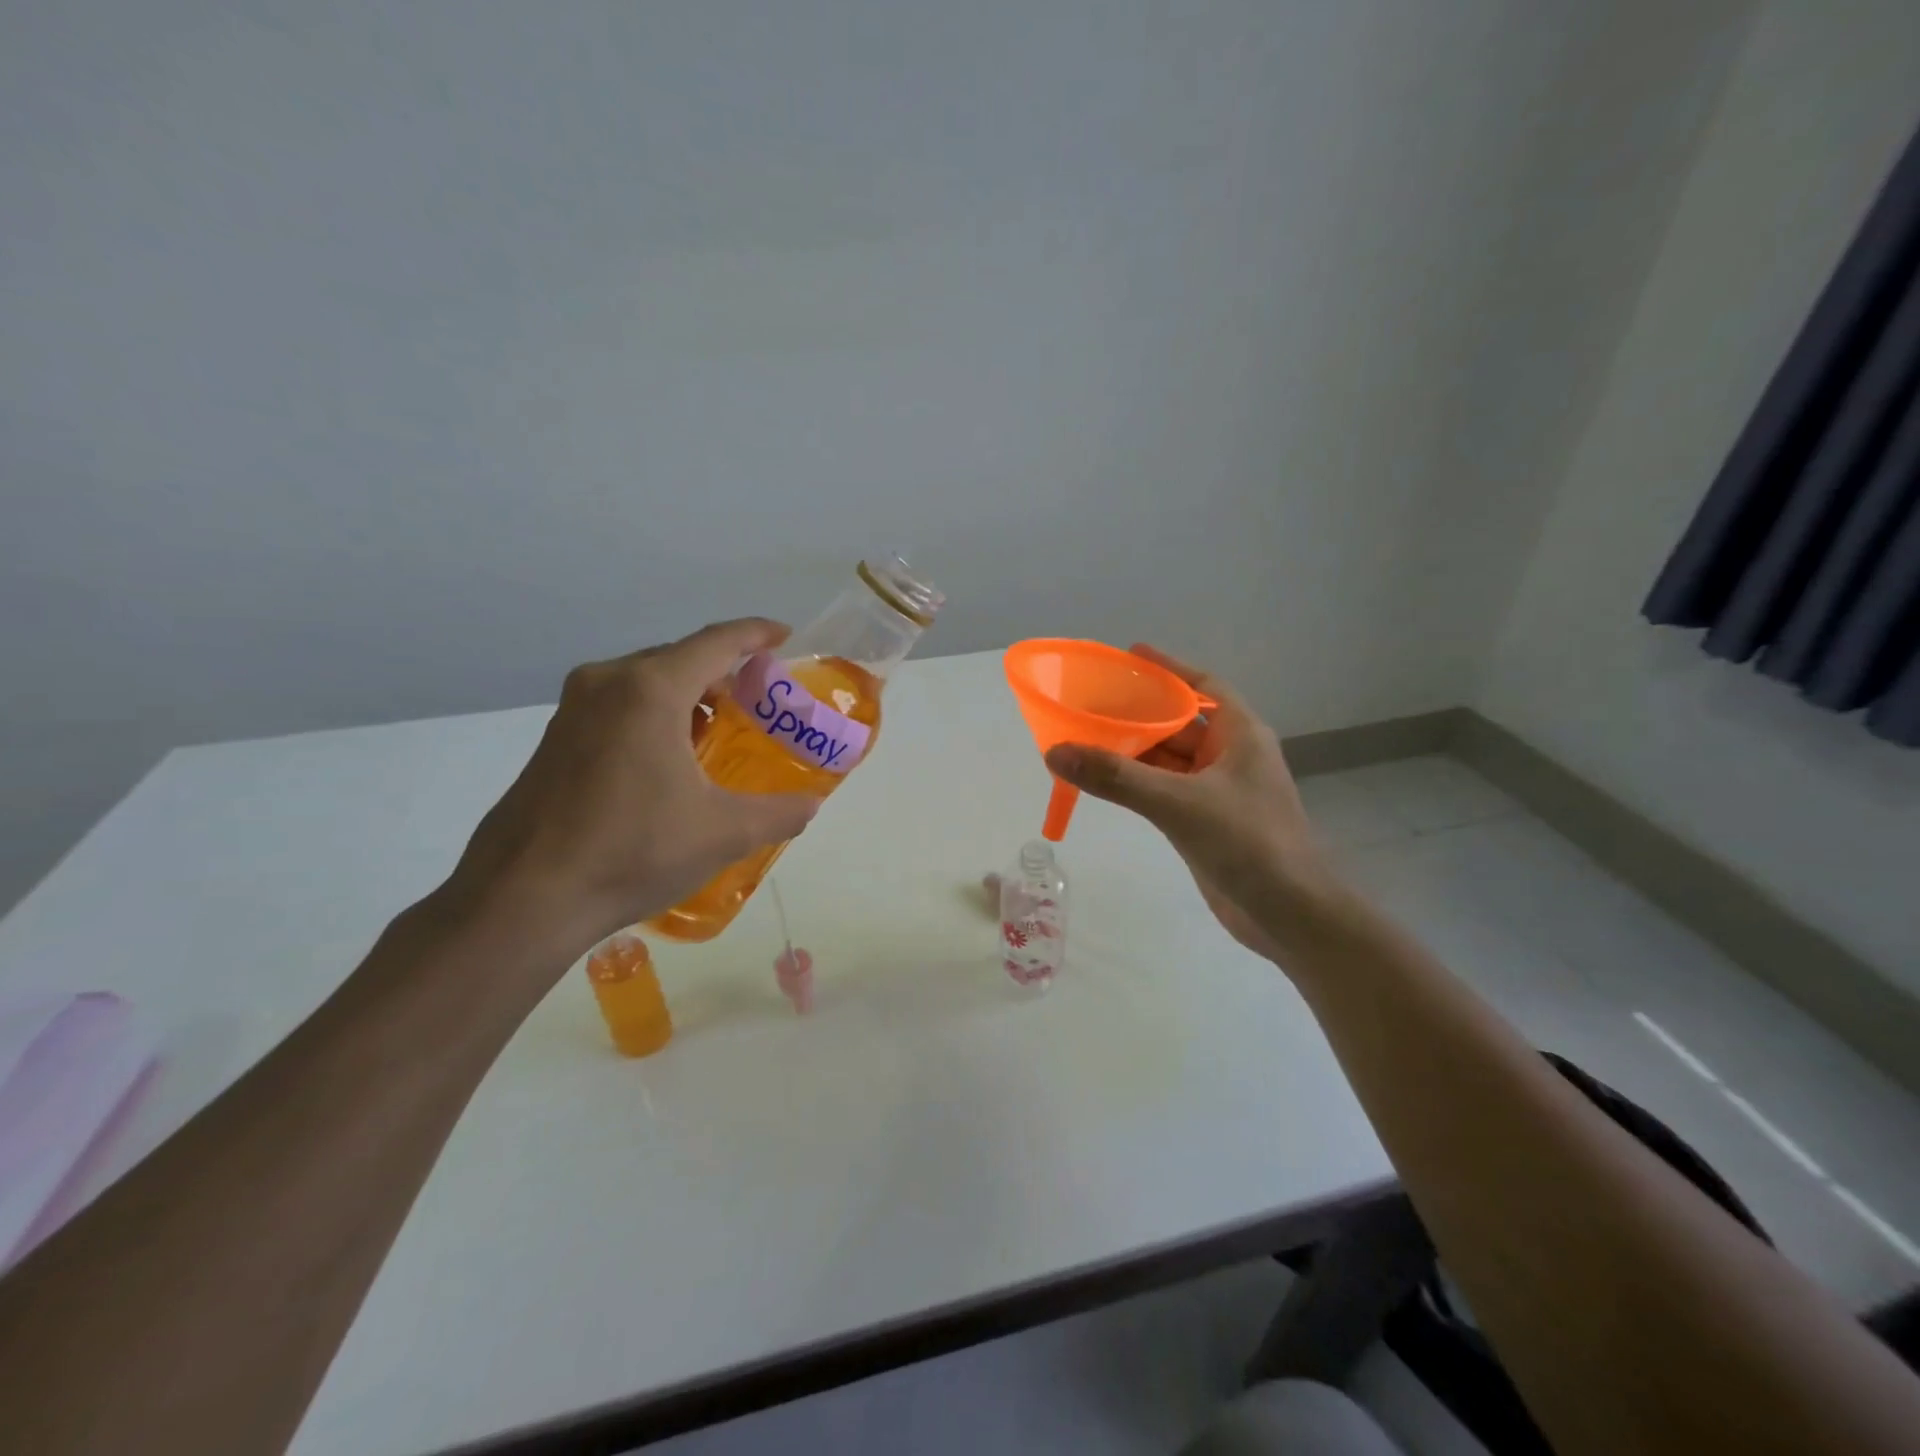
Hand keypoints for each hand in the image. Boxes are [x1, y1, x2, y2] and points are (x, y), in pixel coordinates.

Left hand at [444, 619, 819, 964]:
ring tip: (719, 730)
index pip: (716, 642)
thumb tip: (811, 805)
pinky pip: (618, 705)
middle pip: (679, 658)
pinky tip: (670, 759)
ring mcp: (573, 710)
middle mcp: (607, 684)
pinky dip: (655, 714)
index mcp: (650, 690)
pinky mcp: (554, 739)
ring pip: (645, 682)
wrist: (524, 898)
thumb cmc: (632, 850)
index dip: (756, 634)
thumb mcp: (723, 833)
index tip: (785, 635)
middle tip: (760, 699)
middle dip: (724, 670)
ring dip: (688, 695)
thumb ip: (779, 812)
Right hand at [1043, 645, 1338, 962]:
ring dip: (1133, 751)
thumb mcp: (1178, 802)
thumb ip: (1116, 777)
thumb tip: (1056, 752)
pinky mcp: (1205, 822)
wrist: (1289, 914)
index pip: (1204, 685)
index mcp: (1240, 734)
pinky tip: (1105, 780)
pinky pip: (1165, 790)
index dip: (1169, 668)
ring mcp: (1218, 791)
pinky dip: (1137, 783)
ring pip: (1169, 760)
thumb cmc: (1247, 841)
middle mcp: (1231, 756)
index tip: (1130, 656)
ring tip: (1087, 736)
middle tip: (1092, 701)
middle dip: (1139, 712)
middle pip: (1179, 722)